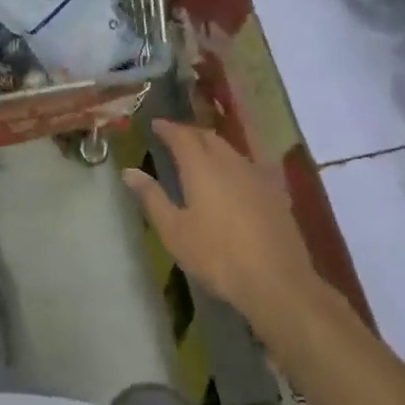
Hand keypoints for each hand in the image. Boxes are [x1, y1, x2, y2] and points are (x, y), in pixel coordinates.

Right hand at [122, 120, 318, 325]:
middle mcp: (229, 162)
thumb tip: (128, 171)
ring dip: (212, 144)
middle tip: (175, 136)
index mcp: (201, 167)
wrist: (276, 280)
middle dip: (190, 132)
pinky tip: (234, 173)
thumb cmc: (217, 256)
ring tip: (201, 151)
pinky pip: (250, 164)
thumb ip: (151, 197)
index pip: (181, 136)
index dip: (167, 128)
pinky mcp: (275, 191)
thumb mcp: (174, 231)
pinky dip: (234, 161)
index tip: (155, 124)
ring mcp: (256, 175)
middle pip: (208, 136)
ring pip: (230, 148)